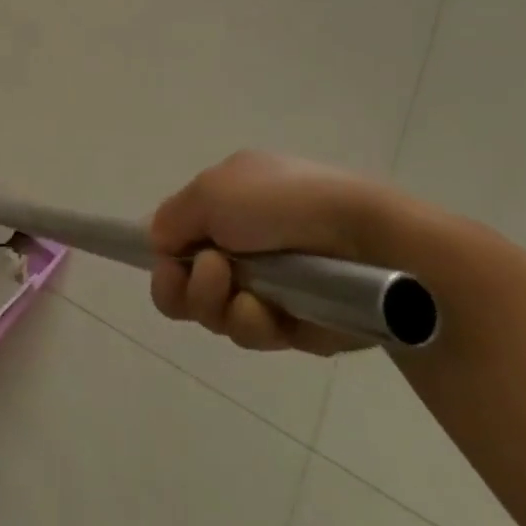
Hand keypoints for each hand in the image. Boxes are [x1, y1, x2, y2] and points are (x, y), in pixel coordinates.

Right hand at [148, 151, 416, 356]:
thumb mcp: (211, 190)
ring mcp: (269, 286)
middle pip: (187, 284)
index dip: (164, 256)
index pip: (179, 236)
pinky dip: (253, 323)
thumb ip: (171, 218)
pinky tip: (268, 312)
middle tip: (209, 274)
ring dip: (216, 304)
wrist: (367, 241)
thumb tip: (159, 244)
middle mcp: (243, 244)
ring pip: (214, 313)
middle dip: (184, 286)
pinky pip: (253, 334)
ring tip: (240, 290)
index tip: (165, 264)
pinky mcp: (295, 325)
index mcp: (228, 203)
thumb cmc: (282, 203)